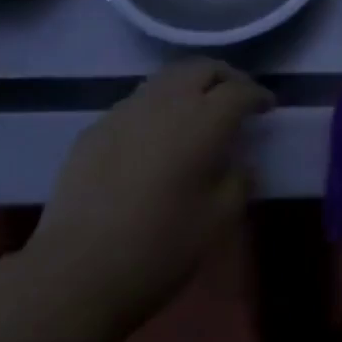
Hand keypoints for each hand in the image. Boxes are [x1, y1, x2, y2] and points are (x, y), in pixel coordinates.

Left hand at [31, 57, 272, 336]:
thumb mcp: (215, 224)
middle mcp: (167, 100)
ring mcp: (127, 108)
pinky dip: (158, 107)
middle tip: (235, 98)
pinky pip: (138, 102)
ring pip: (168, 77)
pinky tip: (155, 137)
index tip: (268, 106)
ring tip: (197, 110)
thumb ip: (238, 184)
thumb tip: (242, 163)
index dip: (258, 95)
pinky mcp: (98, 126)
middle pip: (203, 68)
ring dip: (190, 85)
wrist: (74, 273)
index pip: (239, 90)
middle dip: (225, 77)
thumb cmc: (157, 250)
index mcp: (203, 120)